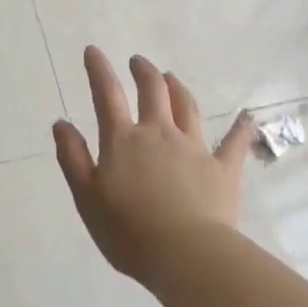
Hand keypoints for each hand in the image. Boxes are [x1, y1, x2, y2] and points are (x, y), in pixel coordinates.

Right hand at [53, 47, 256, 286]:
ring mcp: (194, 148)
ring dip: (177, 88)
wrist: (186, 255)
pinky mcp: (223, 169)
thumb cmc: (128, 231)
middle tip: (138, 62)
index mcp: (123, 140)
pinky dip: (239, 128)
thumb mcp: (86, 197)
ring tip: (171, 77)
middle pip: (153, 91)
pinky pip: (234, 143)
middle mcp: (159, 134)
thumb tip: (61, 123)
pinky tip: (246, 118)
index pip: (107, 95)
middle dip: (143, 72)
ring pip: (187, 107)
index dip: (99, 70)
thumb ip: (72, 157)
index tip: (93, 50)